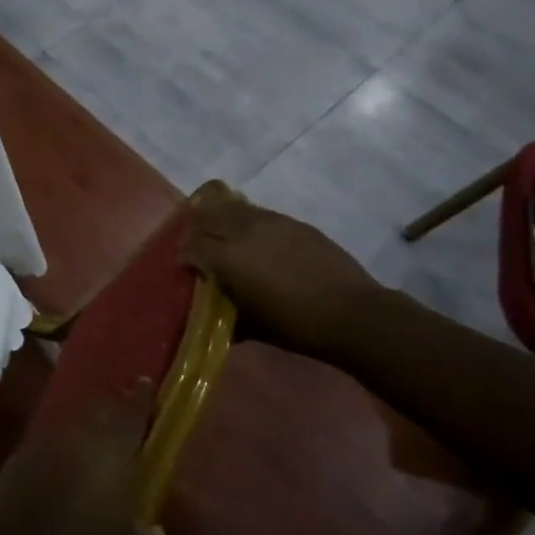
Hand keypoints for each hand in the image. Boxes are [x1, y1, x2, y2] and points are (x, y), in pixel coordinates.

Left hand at [0, 380, 169, 534]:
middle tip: (122, 420)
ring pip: (73, 431)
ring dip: (83, 438)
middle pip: (101, 414)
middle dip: (113, 414)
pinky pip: (46, 450)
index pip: (133, 412)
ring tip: (91, 453)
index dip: (141, 397)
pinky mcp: (19, 457)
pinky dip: (56, 458)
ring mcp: (46, 442)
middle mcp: (81, 435)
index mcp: (114, 448)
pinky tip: (58, 477)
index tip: (145, 381)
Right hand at [179, 183, 384, 360]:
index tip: (183, 266)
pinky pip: (257, 213)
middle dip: (196, 230)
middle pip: (206, 217)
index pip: (191, 246)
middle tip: (197, 246)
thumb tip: (213, 312)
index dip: (183, 255)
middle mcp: (243, 231)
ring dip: (219, 218)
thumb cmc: (296, 326)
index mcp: (227, 258)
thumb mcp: (252, 325)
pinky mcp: (291, 221)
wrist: (350, 312)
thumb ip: (226, 312)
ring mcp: (270, 221)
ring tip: (220, 233)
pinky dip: (245, 220)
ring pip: (231, 208)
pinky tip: (251, 235)